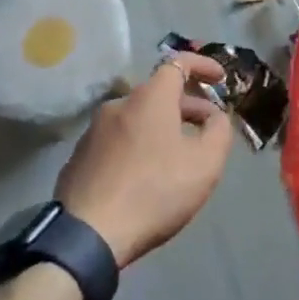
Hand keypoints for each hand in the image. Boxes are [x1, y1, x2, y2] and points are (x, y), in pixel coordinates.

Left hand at [56, 53, 232, 267]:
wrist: (86, 237)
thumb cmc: (154, 192)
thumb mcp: (205, 163)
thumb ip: (219, 131)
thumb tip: (215, 117)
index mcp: (149, 98)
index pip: (178, 62)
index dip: (203, 65)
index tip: (220, 79)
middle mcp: (118, 105)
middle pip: (159, 93)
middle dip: (188, 105)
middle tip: (208, 127)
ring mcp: (93, 131)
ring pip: (137, 118)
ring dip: (162, 127)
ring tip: (179, 155)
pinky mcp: (79, 157)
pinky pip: (118, 140)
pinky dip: (138, 145)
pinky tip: (146, 175)